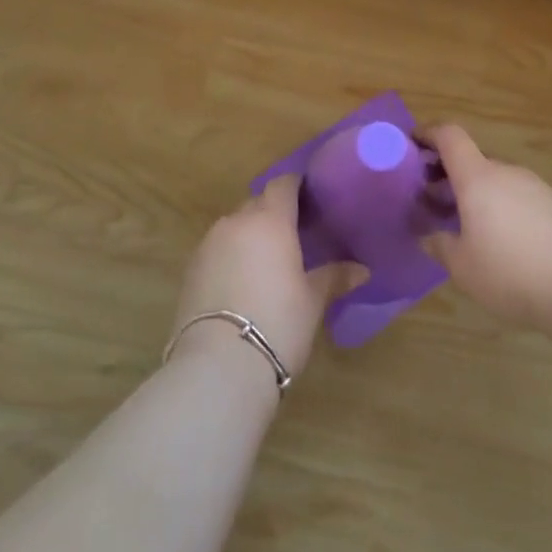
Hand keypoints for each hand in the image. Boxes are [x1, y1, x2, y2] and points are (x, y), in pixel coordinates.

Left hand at [169, 177, 359, 379]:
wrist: (218, 367)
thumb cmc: (277, 323)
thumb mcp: (313, 301)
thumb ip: (334, 277)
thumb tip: (362, 270)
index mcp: (270, 220)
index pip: (283, 184)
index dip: (296, 185)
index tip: (311, 196)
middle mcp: (236, 222)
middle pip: (257, 203)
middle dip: (274, 212)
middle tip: (296, 233)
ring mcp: (208, 245)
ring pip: (234, 226)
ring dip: (251, 235)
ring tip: (269, 260)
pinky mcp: (189, 270)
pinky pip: (217, 249)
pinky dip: (231, 256)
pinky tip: (243, 282)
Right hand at [421, 124, 551, 336]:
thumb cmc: (512, 272)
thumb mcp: (463, 267)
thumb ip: (441, 246)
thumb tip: (430, 236)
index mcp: (478, 178)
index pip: (450, 136)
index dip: (428, 134)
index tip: (412, 145)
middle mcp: (506, 172)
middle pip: (472, 160)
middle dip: (448, 176)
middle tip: (432, 203)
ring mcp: (535, 187)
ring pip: (495, 181)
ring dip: (475, 195)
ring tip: (465, 228)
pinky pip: (517, 197)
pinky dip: (500, 208)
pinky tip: (501, 243)